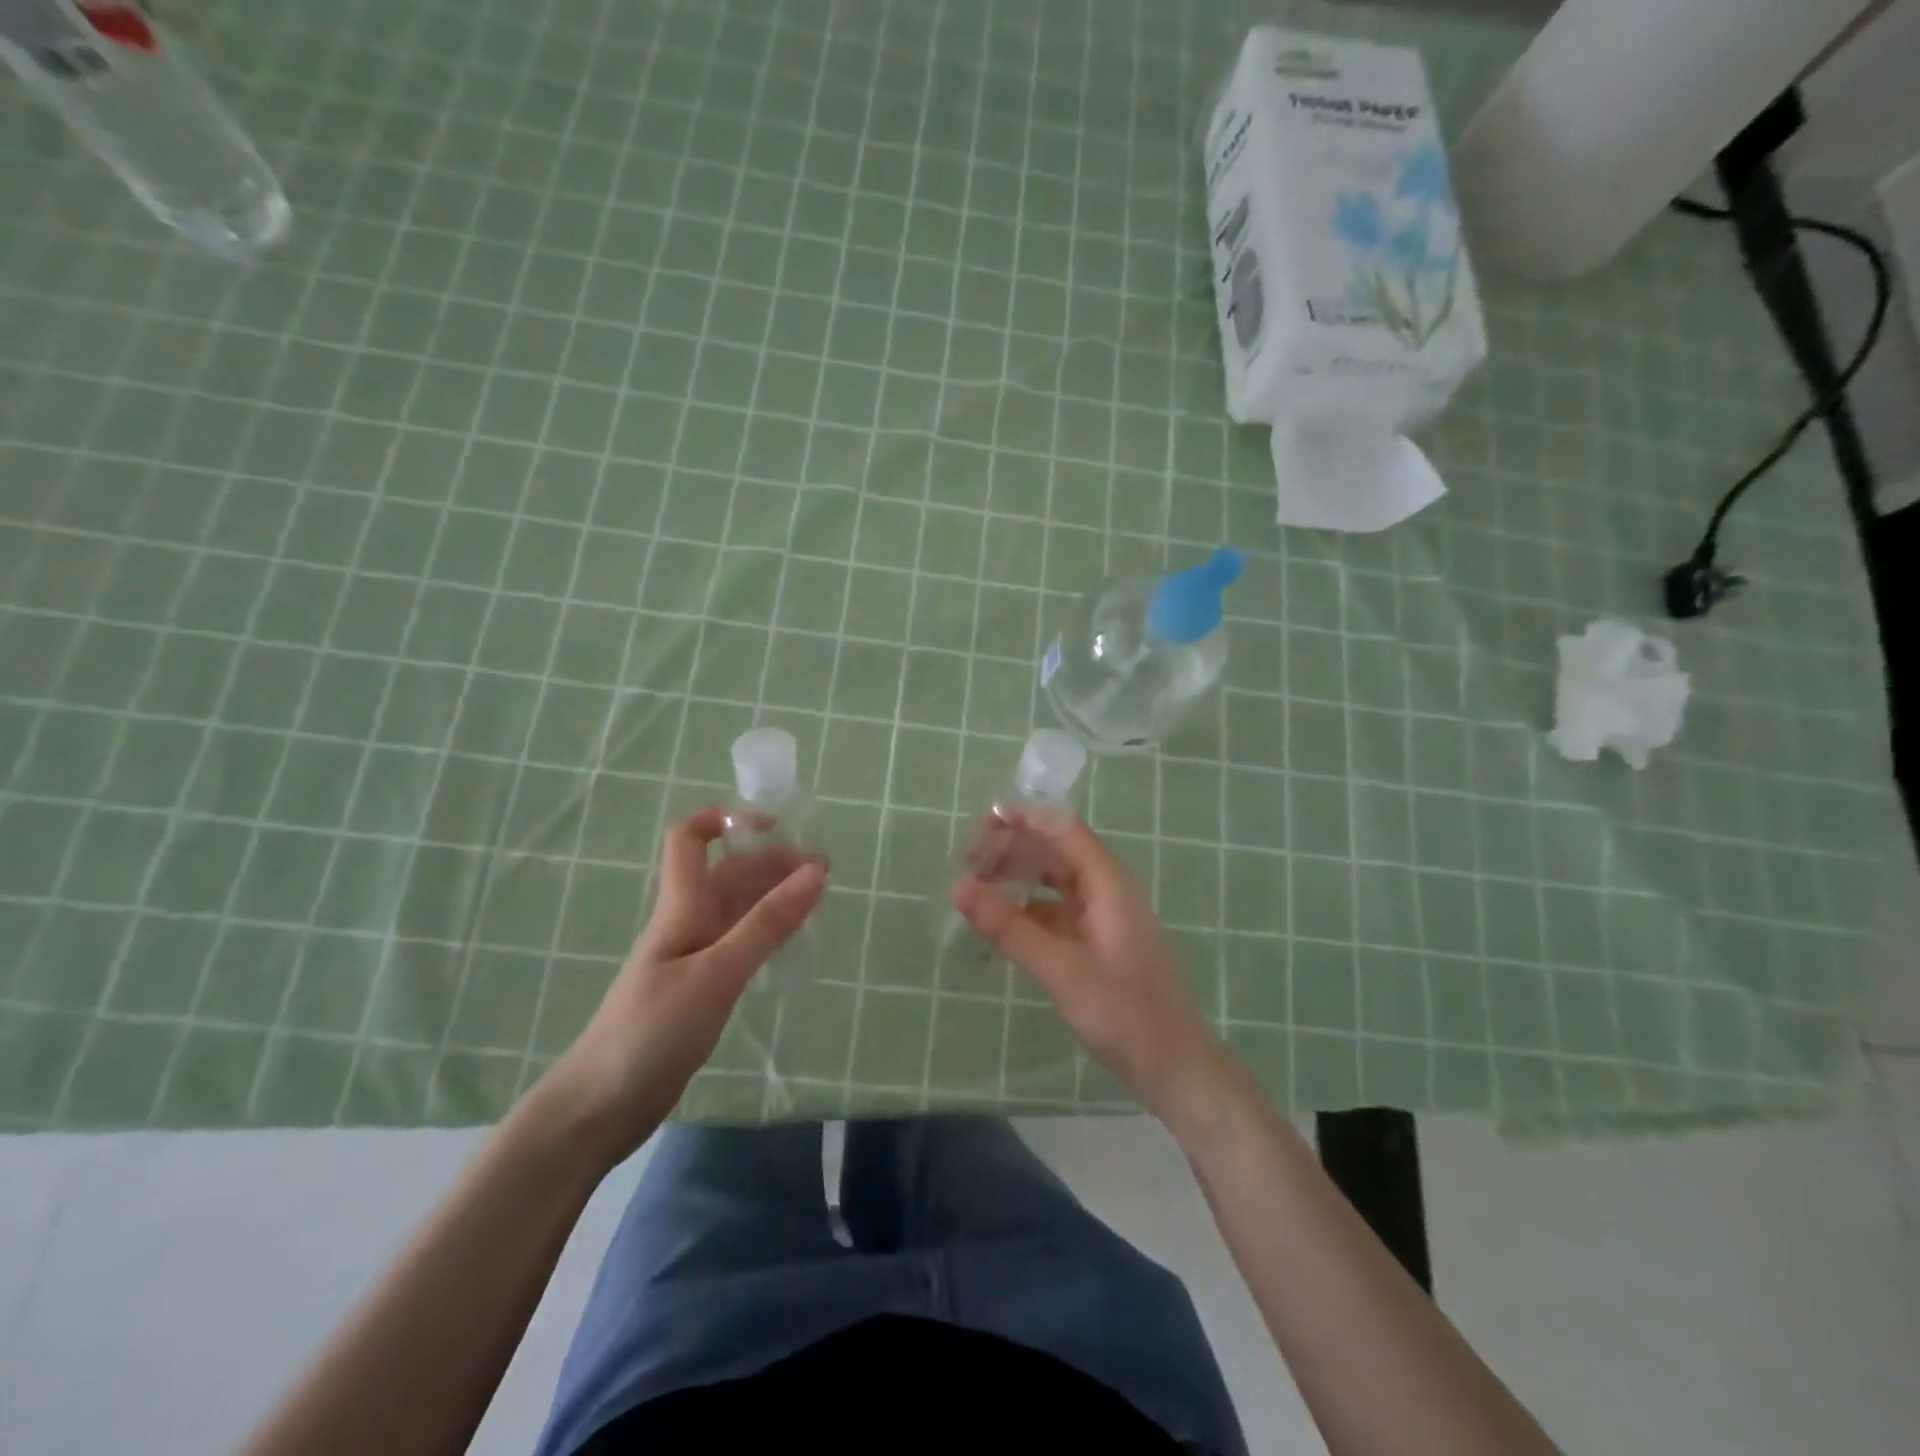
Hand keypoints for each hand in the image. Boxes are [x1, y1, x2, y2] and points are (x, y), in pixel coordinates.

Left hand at [546, 808, 824, 1158]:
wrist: (599, 1108)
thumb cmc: (652, 1031)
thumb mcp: (717, 973)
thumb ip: (766, 923)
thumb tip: (815, 872)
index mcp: (682, 907)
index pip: (690, 838)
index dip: (726, 818)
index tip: (775, 826)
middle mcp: (688, 922)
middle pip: (728, 872)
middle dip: (772, 861)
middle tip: (824, 872)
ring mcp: (694, 957)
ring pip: (739, 908)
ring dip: (775, 896)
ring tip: (818, 901)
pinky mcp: (701, 989)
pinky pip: (741, 944)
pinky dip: (769, 932)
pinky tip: (793, 942)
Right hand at [951, 815, 1231, 1127]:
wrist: (1176, 1068)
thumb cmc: (1124, 1014)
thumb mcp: (1061, 969)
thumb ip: (1009, 928)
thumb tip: (958, 888)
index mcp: (1108, 883)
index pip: (1062, 829)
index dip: (1024, 818)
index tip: (981, 821)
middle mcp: (1108, 890)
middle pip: (1056, 851)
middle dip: (1014, 848)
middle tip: (967, 861)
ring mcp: (1104, 917)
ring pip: (1055, 881)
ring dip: (1019, 877)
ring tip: (977, 885)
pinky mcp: (1099, 943)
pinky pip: (1058, 910)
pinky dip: (1028, 909)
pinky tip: (1002, 922)